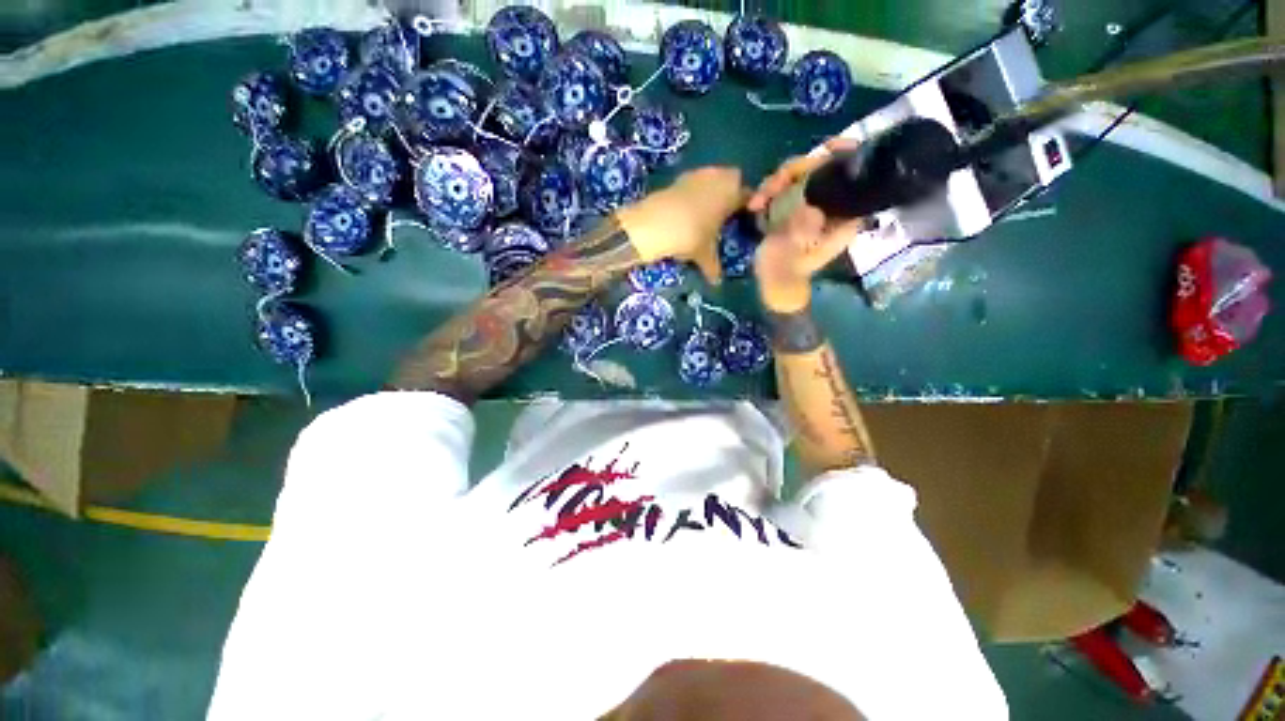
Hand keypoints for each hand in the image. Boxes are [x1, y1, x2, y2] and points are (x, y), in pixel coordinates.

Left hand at [616, 166, 745, 283]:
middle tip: (724, 214)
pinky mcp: (679, 176)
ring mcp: (698, 174)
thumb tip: (716, 282)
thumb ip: (713, 267)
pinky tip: (688, 210)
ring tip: (705, 213)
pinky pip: (694, 182)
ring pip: (712, 179)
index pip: (748, 196)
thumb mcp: (704, 255)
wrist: (657, 223)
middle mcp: (719, 178)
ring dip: (711, 191)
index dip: (746, 207)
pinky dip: (694, 192)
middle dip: (730, 194)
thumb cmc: (691, 236)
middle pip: (732, 181)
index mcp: (733, 193)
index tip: (742, 218)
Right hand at [749, 138, 862, 312]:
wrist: (773, 281)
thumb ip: (807, 232)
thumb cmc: (790, 271)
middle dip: (795, 171)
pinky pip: (780, 187)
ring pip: (797, 175)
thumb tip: (809, 205)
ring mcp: (808, 203)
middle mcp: (829, 204)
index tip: (828, 147)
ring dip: (774, 183)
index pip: (853, 176)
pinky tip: (754, 206)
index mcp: (843, 215)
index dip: (845, 155)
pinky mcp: (790, 206)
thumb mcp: (800, 253)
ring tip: (757, 202)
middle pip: (820, 169)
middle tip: (773, 185)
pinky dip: (766, 193)